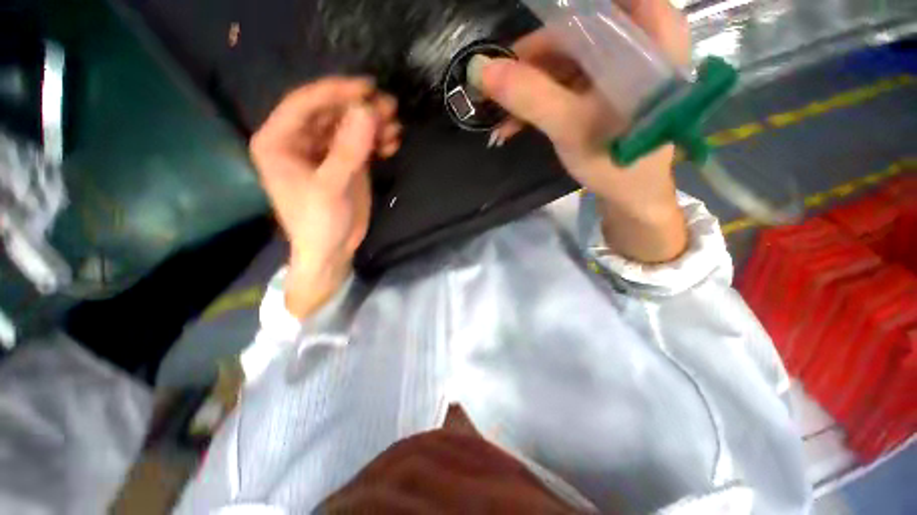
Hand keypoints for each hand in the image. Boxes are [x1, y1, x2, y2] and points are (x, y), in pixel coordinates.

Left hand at [250, 78, 400, 316]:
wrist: (332, 251)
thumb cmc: (319, 222)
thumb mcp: (331, 187)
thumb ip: (348, 150)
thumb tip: (367, 112)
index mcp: (279, 142)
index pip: (305, 104)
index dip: (336, 92)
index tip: (367, 87)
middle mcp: (299, 141)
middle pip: (331, 114)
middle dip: (360, 110)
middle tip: (390, 107)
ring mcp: (324, 152)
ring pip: (349, 128)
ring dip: (372, 125)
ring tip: (395, 128)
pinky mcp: (344, 164)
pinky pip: (361, 144)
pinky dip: (377, 142)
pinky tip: (392, 144)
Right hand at [472, 0, 690, 263]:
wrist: (631, 196)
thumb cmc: (616, 160)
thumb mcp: (571, 126)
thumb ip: (530, 96)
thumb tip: (480, 69)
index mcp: (647, 31)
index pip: (590, 5)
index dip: (550, 21)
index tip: (514, 52)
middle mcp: (637, 37)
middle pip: (572, 32)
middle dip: (529, 65)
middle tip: (496, 90)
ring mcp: (617, 65)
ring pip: (564, 61)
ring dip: (527, 90)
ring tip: (500, 118)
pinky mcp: (602, 89)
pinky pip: (565, 83)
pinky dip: (538, 102)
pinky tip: (514, 124)